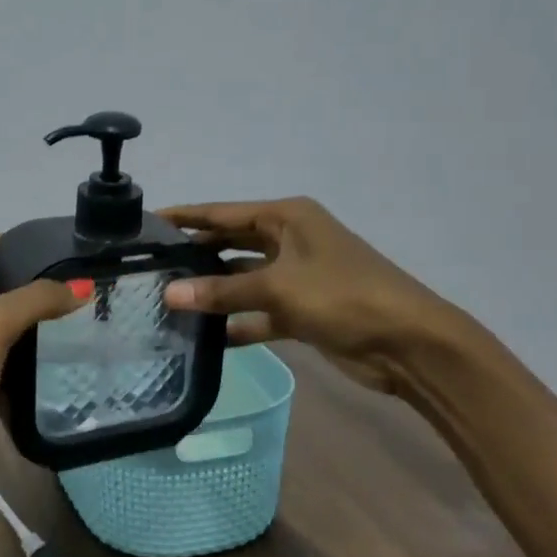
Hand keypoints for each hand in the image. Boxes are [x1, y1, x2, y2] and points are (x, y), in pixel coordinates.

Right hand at [160, 197, 467, 394]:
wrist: (409, 343)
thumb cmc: (343, 296)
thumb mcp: (278, 288)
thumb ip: (222, 290)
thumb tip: (168, 294)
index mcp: (286, 218)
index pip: (223, 212)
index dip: (187, 216)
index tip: (148, 220)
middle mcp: (289, 240)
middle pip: (231, 243)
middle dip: (195, 254)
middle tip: (150, 266)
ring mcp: (296, 277)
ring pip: (243, 280)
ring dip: (213, 291)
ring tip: (166, 301)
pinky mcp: (302, 311)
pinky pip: (259, 312)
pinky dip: (237, 322)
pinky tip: (204, 336)